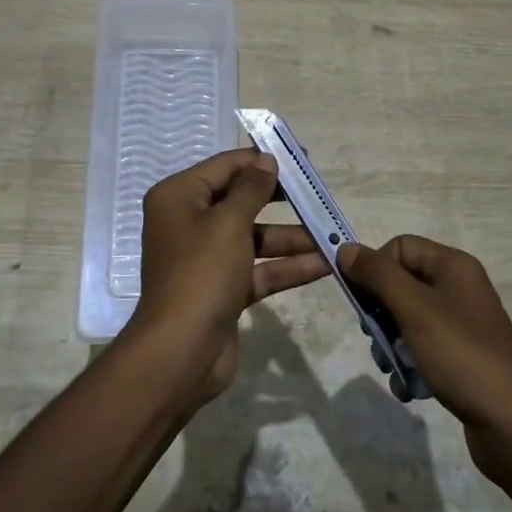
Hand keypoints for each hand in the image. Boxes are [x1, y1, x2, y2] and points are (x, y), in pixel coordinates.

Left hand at [125, 149, 330, 402]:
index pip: (224, 167)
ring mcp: (207, 258)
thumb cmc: (201, 273)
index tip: (300, 161)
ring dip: (292, 238)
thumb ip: (251, 189)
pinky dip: (287, 267)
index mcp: (179, 198)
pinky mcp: (223, 289)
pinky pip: (259, 269)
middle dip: (281, 200)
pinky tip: (325, 265)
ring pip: (254, 238)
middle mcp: (189, 223)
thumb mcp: (228, 222)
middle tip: (317, 193)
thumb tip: (265, 161)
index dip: (261, 162)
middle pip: (241, 201)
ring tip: (332, 235)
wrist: (181, 351)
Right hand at [338, 236, 511, 477]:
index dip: (375, 269)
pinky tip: (409, 387)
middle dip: (380, 311)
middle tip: (375, 338)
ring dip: (390, 342)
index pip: (399, 247)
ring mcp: (461, 323)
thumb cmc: (461, 356)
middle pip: (401, 282)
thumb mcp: (415, 310)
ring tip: (391, 367)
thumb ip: (378, 276)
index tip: (362, 302)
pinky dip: (409, 363)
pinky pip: (421, 347)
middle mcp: (458, 287)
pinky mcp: (460, 355)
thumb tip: (345, 248)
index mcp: (453, 266)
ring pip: (406, 318)